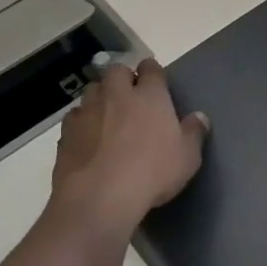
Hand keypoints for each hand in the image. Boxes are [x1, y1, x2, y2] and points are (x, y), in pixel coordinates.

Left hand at [49, 58, 207, 234]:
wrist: (100, 197)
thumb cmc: (152, 173)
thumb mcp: (188, 157)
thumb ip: (194, 133)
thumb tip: (200, 117)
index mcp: (150, 96)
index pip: (150, 68)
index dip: (152, 72)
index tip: (156, 83)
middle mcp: (117, 95)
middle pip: (116, 71)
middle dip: (123, 78)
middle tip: (130, 97)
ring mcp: (88, 111)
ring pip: (92, 90)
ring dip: (101, 97)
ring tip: (108, 115)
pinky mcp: (66, 132)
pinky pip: (74, 116)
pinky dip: (82, 121)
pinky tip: (88, 137)